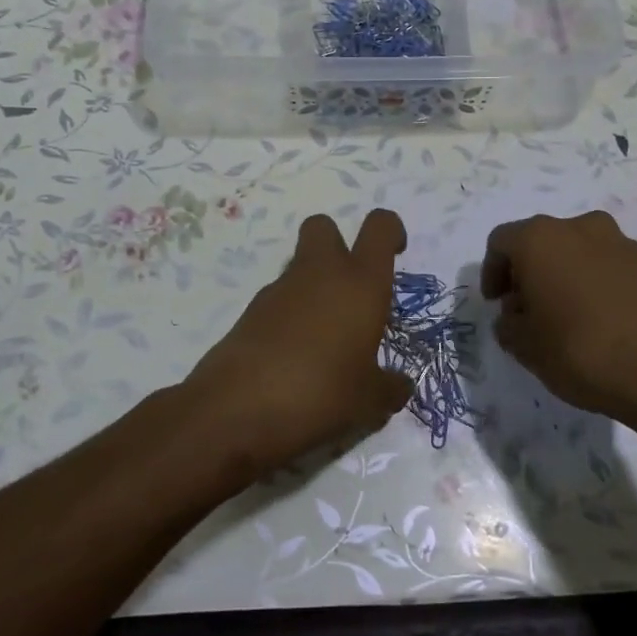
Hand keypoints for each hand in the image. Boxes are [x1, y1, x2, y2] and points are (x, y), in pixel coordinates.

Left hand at [185, 208, 414, 475]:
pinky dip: (290, 317)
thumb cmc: (321, 394)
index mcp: (360, 283)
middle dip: (338, 244)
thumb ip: (389, 388)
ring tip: (326, 341)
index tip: (396, 254)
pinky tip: (296, 358)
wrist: (236, 409)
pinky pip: (279, 301)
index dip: (391, 232)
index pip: (379, 227)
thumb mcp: (369, 402)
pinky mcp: (250, 313)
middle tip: (352, 290)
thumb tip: (400, 385)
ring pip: (300, 266)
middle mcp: (320, 274)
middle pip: (324, 226)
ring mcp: (279, 290)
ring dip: (314, 288)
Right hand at [482, 211, 636, 429]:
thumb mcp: (526, 346)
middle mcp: (578, 227)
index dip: (492, 272)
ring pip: (575, 252)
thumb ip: (509, 325)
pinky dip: (592, 283)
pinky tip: (595, 320)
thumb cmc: (580, 350)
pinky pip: (605, 265)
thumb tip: (515, 315)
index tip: (496, 304)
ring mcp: (619, 242)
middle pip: (540, 242)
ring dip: (562, 276)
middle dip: (528, 272)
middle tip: (525, 309)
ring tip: (562, 317)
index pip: (501, 242)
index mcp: (539, 238)